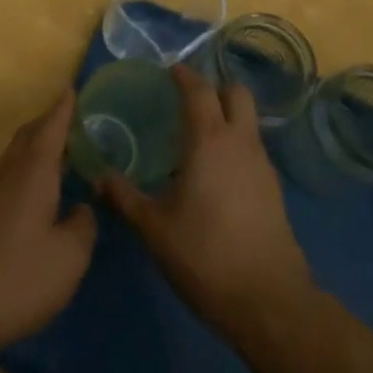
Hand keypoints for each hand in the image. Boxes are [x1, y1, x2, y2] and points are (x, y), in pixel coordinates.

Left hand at [0, 91, 96, 356]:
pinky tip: (36, 199)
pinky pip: (6, 180)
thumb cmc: (18, 277)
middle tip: (71, 121)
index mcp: (33, 172)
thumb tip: (81, 210)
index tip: (71, 88)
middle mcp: (7, 174)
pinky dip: (25, 174)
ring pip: (14, 159)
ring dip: (35, 150)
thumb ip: (82, 227)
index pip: (51, 128)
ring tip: (59, 158)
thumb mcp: (69, 258)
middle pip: (28, 137)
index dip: (63, 108)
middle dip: (48, 124)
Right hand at [100, 65, 312, 340]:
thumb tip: (98, 177)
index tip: (169, 71)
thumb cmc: (204, 255)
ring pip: (248, 121)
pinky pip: (253, 148)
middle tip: (188, 101)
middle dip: (214, 88)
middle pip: (236, 93)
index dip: (184, 76)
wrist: (269, 301)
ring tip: (198, 138)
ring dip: (227, 116)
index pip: (199, 90)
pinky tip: (216, 173)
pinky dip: (236, 145)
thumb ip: (125, 198)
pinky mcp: (274, 189)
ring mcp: (263, 165)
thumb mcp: (154, 228)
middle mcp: (240, 142)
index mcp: (209, 140)